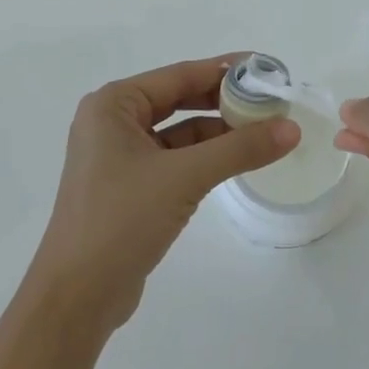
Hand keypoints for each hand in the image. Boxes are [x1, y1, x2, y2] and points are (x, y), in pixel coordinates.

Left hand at [30, 54, 300, 335]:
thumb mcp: (185, 177)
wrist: (75, 300)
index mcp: (113, 105)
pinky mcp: (129, 187)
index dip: (226, 70)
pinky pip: (175, 159)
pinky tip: (237, 160)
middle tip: (270, 100)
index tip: (266, 68)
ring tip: (264, 130)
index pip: (180, 75)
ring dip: (218, 131)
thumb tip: (292, 128)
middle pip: (180, 99)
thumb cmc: (121, 220)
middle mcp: (113, 122)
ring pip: (180, 131)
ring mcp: (119, 156)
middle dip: (224, 100)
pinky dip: (205, 157)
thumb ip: (240, 149)